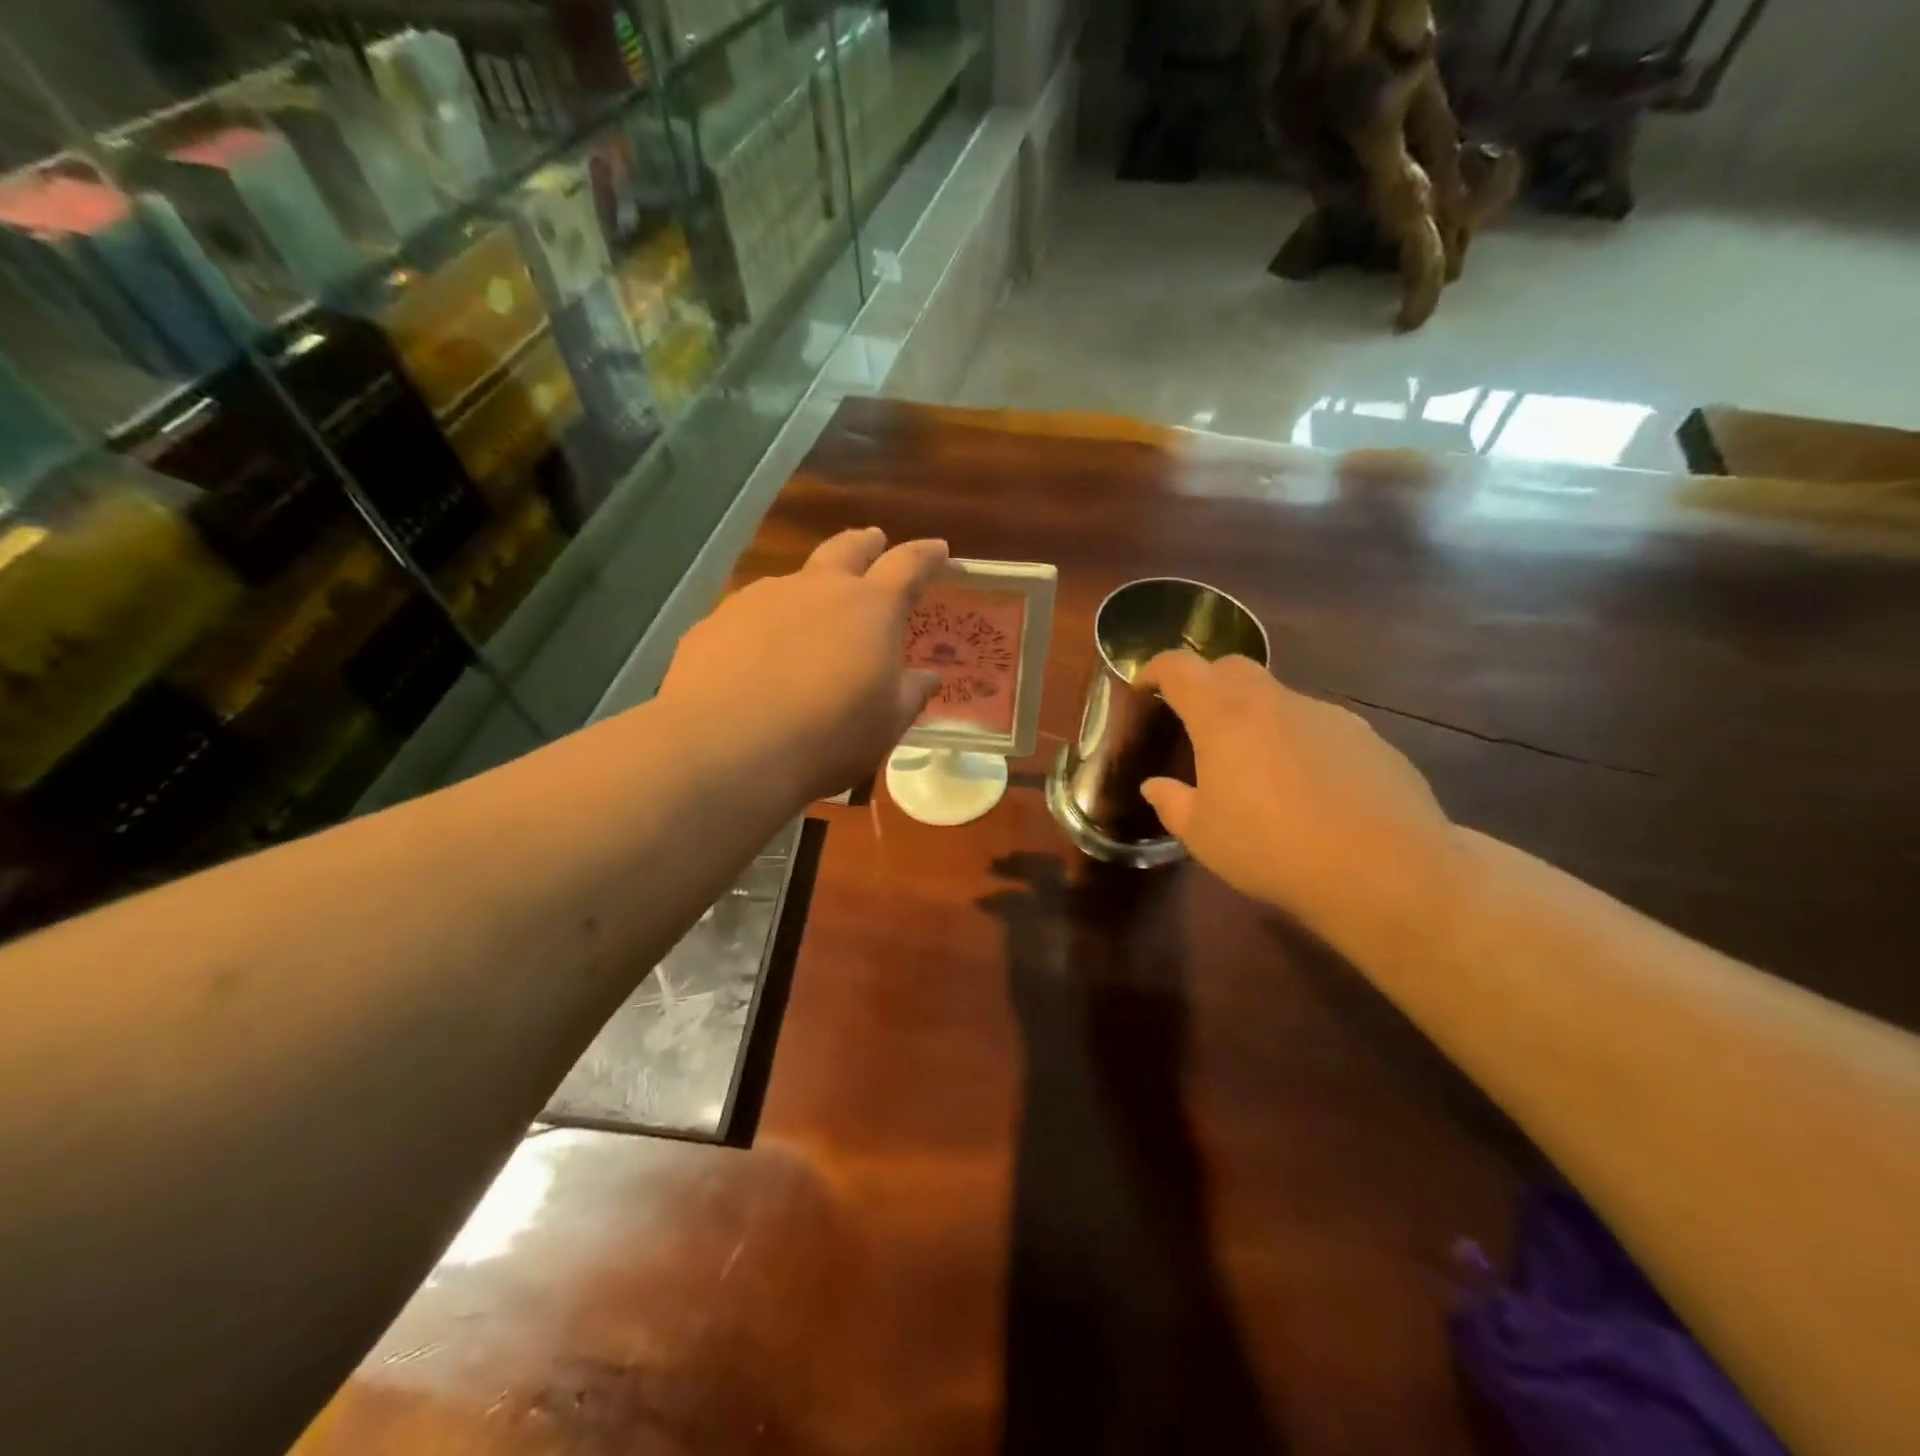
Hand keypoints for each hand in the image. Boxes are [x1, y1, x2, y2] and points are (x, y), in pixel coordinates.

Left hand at [658, 528, 947, 803]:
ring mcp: (762, 598)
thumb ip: (909, 694)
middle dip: (866, 543)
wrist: (724, 747)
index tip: (939, 550)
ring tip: (814, 612)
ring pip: (796, 578)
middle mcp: (818, 588)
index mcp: (870, 608)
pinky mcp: (717, 619)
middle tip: (875, 540)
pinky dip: (769, 620)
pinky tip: (761, 652)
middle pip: (847, 548)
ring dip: (813, 586)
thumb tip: (928, 677)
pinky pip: (754, 610)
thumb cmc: (826, 736)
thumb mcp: (885, 724)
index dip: (926, 556)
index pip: (908, 565)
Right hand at [1137, 651, 1464, 951]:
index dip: (1156, 669)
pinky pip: (1317, 726)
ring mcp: (1326, 714)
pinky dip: (1298, 741)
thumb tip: (1155, 786)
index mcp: (1224, 715)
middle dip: (1207, 683)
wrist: (1384, 870)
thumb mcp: (1203, 835)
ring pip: (1278, 698)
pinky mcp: (1366, 737)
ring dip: (1256, 717)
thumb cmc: (1271, 848)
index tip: (1145, 685)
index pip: (1180, 668)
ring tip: (1256, 766)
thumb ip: (1172, 803)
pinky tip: (1307, 787)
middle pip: (1232, 668)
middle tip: (1196, 719)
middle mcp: (1274, 701)